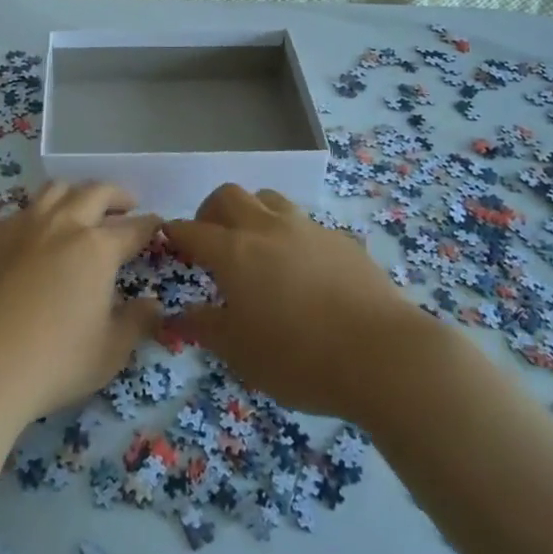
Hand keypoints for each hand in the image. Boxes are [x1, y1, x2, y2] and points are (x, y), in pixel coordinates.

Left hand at [0, 182, 162, 427]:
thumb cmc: (53, 363)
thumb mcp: (110, 352)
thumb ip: (137, 322)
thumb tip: (153, 303)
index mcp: (96, 248)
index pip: (134, 228)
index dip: (150, 225)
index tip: (158, 225)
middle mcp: (63, 225)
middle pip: (96, 192)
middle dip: (118, 195)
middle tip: (128, 204)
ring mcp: (24, 226)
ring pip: (57, 189)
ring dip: (78, 192)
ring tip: (84, 206)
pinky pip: (25, 208)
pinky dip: (43, 209)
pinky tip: (42, 229)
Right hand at [164, 184, 426, 419]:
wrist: (382, 354)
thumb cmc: (299, 358)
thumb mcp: (240, 353)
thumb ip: (205, 328)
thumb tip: (177, 315)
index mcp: (234, 252)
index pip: (192, 230)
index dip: (176, 234)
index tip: (170, 243)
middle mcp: (267, 228)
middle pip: (229, 195)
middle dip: (211, 211)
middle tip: (210, 239)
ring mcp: (307, 228)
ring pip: (269, 198)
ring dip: (252, 212)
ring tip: (255, 244)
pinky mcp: (340, 238)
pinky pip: (304, 222)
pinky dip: (290, 233)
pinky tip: (300, 266)